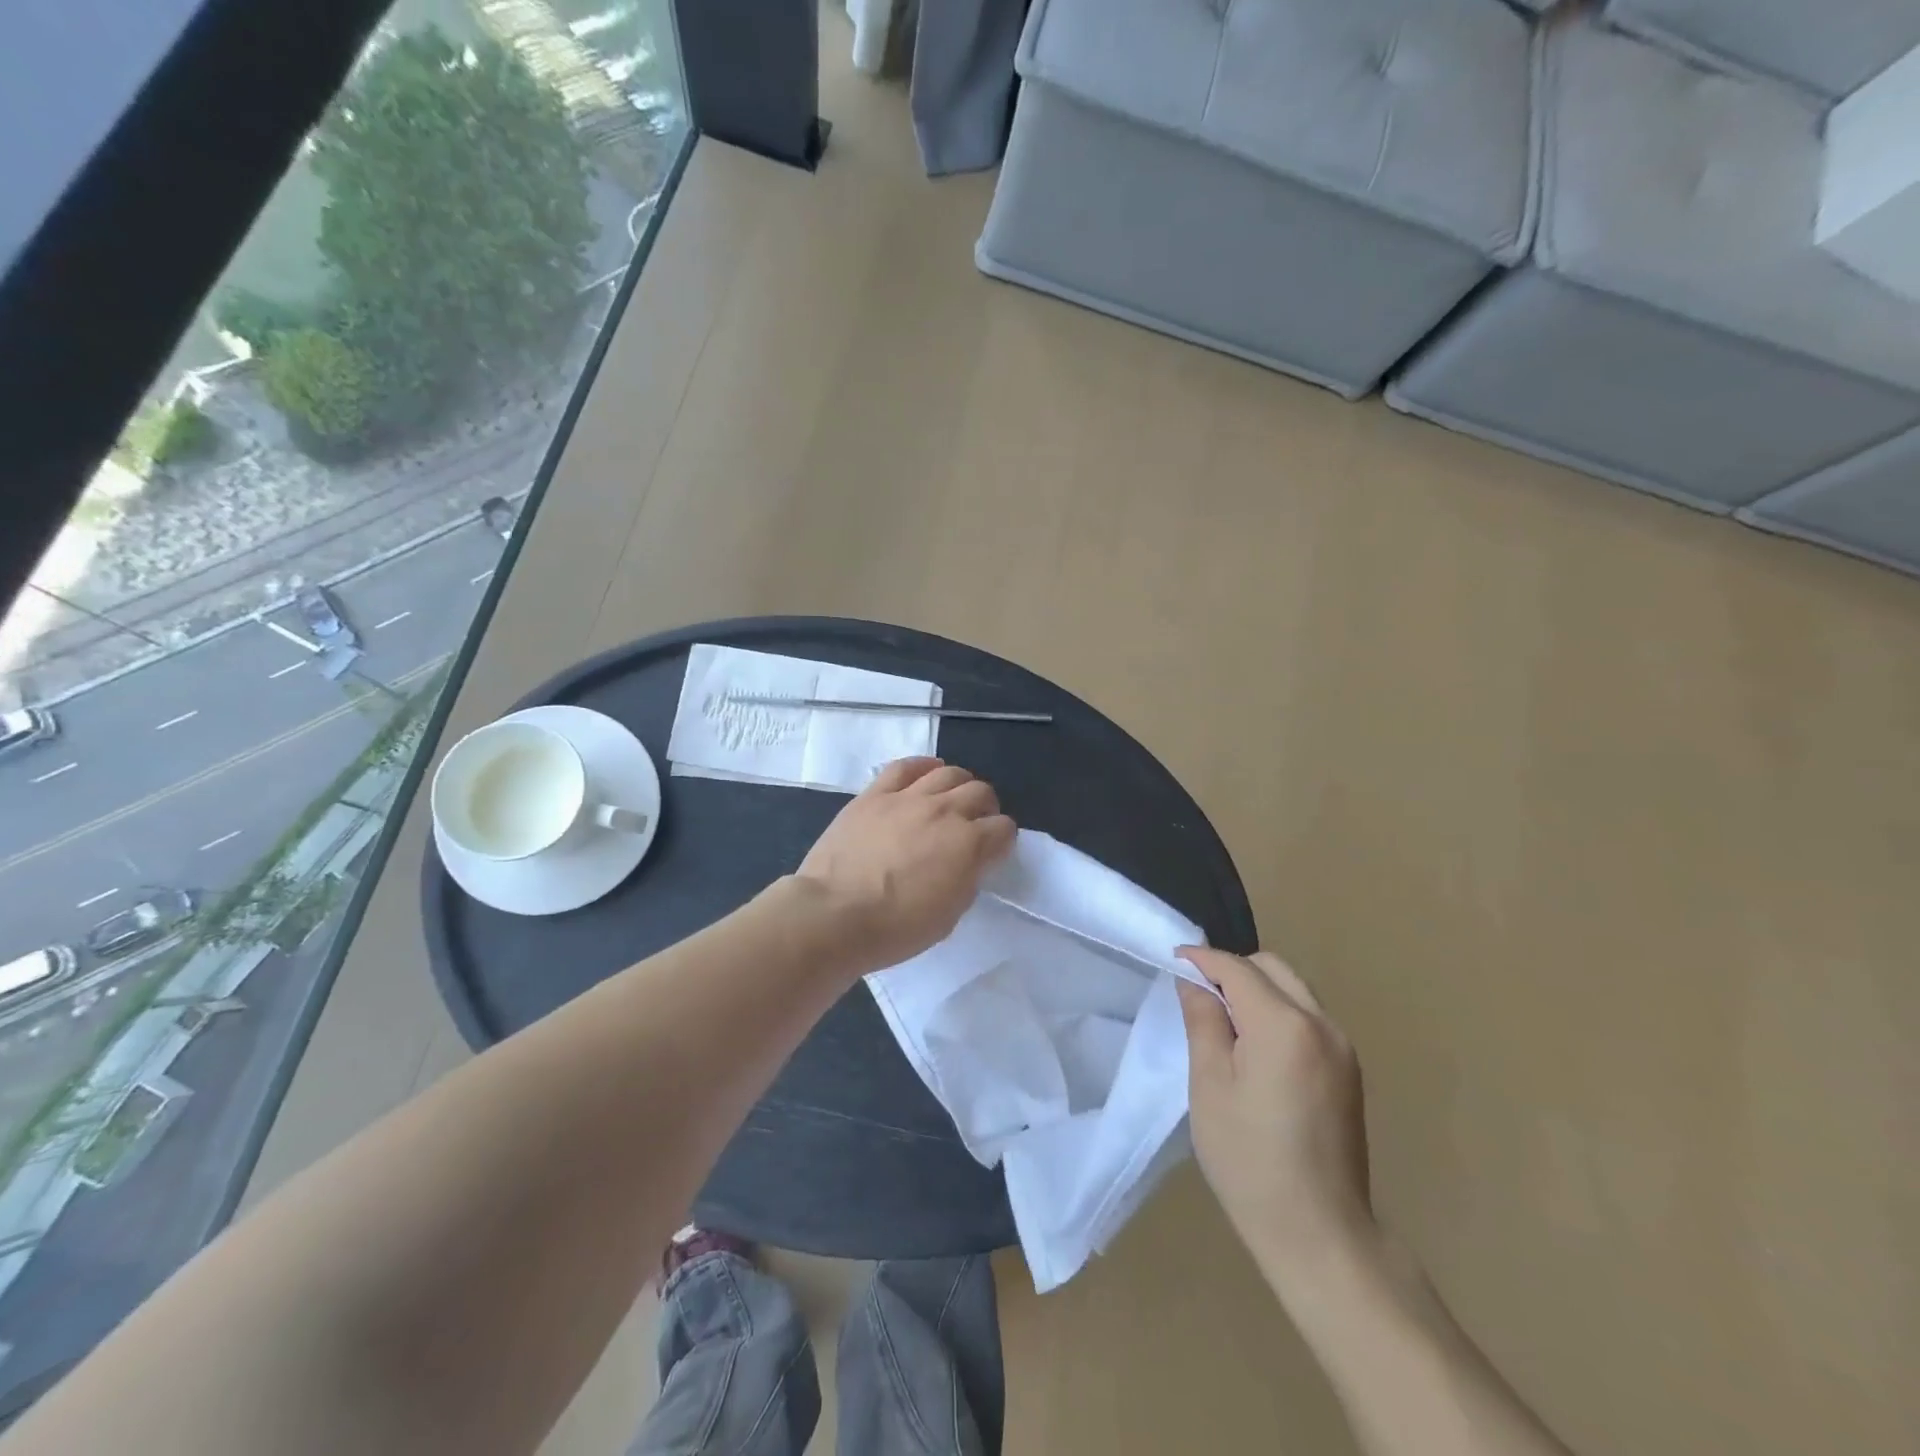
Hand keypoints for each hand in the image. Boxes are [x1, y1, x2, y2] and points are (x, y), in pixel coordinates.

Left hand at [797, 758, 1016, 971]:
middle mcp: (944, 811)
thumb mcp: (949, 915)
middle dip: (985, 808)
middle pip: (980, 792)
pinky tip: (928, 772)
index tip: (993, 852)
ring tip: (952, 798)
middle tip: (975, 824)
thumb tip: (970, 862)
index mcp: (969, 845)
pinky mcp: (874, 794)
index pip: (1004, 829)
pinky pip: (905, 767)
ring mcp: (907, 797)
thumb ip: (967, 880)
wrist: (833, 915)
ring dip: (959, 784)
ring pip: (948, 773)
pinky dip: (922, 766)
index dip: (1003, 840)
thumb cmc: (895, 928)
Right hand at [1175, 947, 1374, 1285]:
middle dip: (1232, 970)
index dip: (1202, 959)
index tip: (1172, 960)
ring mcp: (1342, 1047)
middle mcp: (1320, 1024)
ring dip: (1257, 989)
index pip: (1237, 968)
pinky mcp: (1349, 1069)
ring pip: (1293, 988)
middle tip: (1197, 995)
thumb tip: (1194, 981)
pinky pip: (1307, 1016)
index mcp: (1283, 1025)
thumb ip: (1203, 1022)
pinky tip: (1256, 1046)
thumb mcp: (1209, 1086)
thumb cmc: (1250, 1160)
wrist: (1320, 1233)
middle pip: (1271, 968)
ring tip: (1224, 1021)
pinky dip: (1278, 1011)